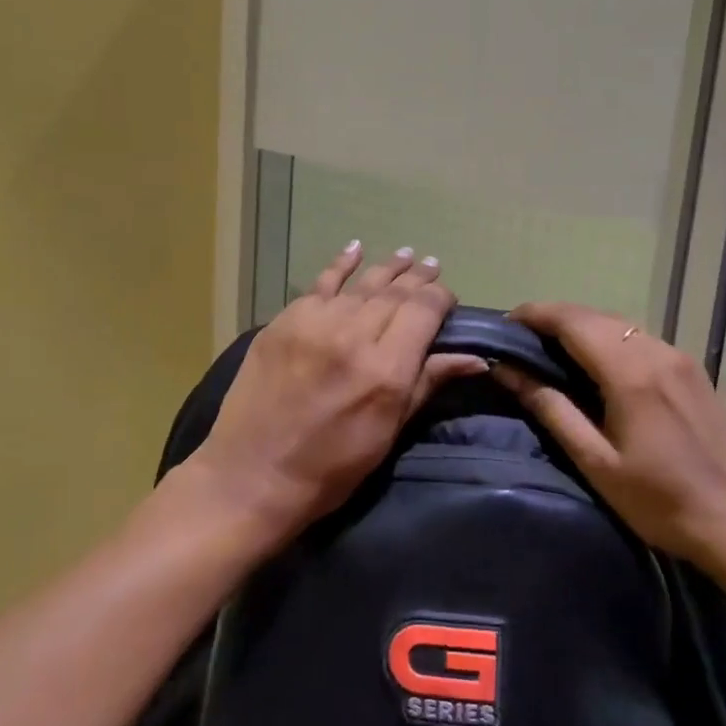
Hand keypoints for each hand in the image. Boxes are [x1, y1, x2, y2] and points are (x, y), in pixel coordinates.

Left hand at [190, 245, 486, 542]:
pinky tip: (355, 249)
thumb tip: (474, 358)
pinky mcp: (283, 322)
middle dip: (417, 280)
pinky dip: (340, 266)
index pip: (423, 312)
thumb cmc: (331, 468)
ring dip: (387, 269)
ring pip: (361, 285)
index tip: (447, 299)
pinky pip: (320, 285)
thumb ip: (427, 384)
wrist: (252, 476)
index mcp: (386, 370)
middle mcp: (353, 335)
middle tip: (431, 266)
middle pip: (394, 293)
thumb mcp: (388, 433)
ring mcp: (314, 324)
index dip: (440, 298)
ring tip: (407, 255)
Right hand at [491, 302, 725, 596]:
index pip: (572, 320)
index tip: (505, 324)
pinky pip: (641, 339)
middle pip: (595, 316)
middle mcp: (657, 352)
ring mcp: (680, 358)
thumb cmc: (660, 501)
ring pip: (620, 325)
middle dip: (554, 318)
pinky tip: (596, 363)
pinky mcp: (694, 370)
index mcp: (630, 372)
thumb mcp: (596, 462)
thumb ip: (552, 409)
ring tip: (551, 350)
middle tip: (521, 340)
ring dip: (582, 327)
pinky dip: (609, 339)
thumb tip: (508, 371)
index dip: (535, 314)